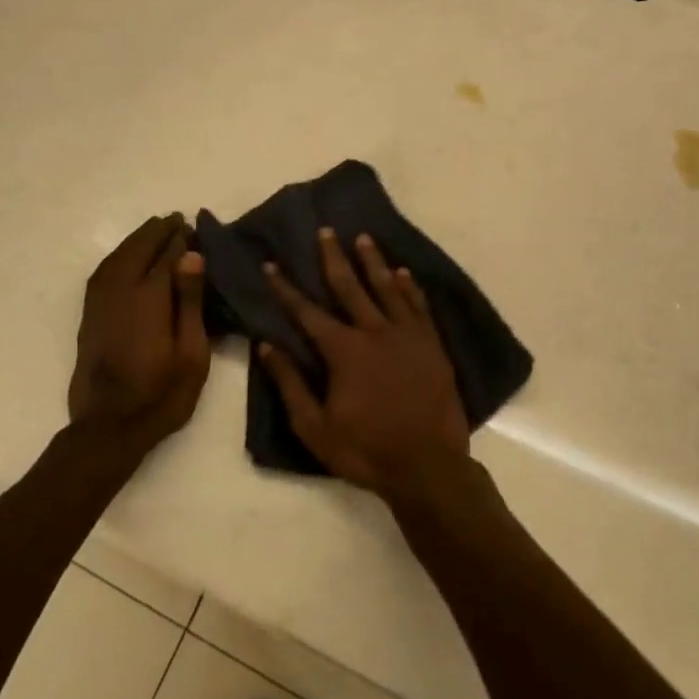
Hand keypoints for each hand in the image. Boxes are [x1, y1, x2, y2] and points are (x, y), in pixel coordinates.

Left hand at [68, 214, 212, 456]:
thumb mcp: (191, 353)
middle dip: (157, 231)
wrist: (109, 426)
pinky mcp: (89, 314)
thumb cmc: (162, 394)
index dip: (180, 239)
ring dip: (136, 239)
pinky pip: (104, 271)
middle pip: (139, 248)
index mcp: (149, 297)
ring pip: (117, 256)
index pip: (166, 255)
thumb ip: (190, 301)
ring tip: (155, 229)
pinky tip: (127, 256)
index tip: (192, 226)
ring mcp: (100, 301)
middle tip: (176, 220)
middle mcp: (120, 290)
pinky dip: (118, 255)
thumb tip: (191, 255)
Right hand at [261, 228, 468, 501]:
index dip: (286, 288)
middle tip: (326, 231)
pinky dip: (409, 286)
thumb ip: (290, 384)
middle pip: (349, 286)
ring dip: (373, 261)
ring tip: (363, 238)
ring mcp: (407, 336)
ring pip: (387, 288)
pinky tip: (403, 272)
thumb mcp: (315, 427)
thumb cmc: (366, 450)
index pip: (307, 312)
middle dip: (333, 257)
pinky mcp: (432, 345)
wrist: (428, 468)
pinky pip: (419, 306)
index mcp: (343, 350)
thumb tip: (266, 346)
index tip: (272, 264)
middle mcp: (374, 332)